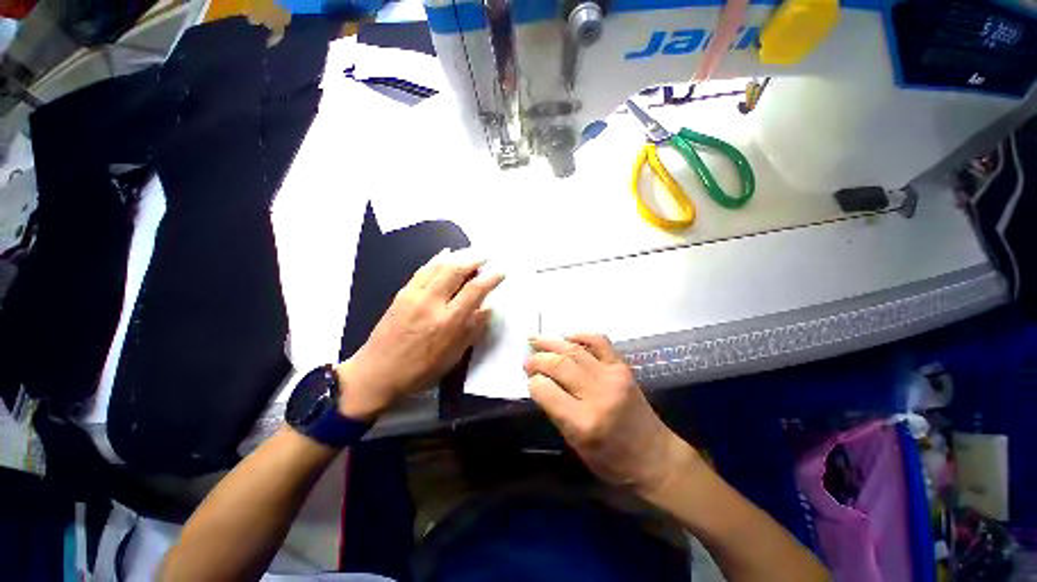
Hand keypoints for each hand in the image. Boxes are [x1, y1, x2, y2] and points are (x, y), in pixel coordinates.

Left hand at [337, 249, 504, 420]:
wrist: (377, 372)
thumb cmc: (421, 370)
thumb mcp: (454, 356)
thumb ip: (472, 329)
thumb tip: (488, 307)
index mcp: (448, 322)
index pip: (474, 290)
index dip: (491, 277)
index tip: (502, 270)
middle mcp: (431, 303)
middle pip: (456, 270)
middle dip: (474, 258)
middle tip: (487, 255)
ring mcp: (414, 295)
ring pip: (438, 266)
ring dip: (457, 255)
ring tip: (470, 251)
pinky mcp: (401, 293)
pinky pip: (422, 270)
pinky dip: (436, 259)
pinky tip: (444, 254)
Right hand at [524, 334, 696, 494]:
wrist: (654, 456)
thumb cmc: (612, 460)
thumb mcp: (576, 445)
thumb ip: (556, 411)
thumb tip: (539, 383)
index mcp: (582, 422)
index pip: (546, 390)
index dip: (532, 382)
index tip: (529, 379)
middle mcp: (597, 395)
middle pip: (558, 366)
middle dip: (537, 359)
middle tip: (527, 358)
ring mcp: (612, 377)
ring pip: (574, 350)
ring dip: (551, 342)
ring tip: (535, 339)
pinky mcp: (622, 367)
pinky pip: (600, 341)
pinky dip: (581, 335)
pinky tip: (567, 336)